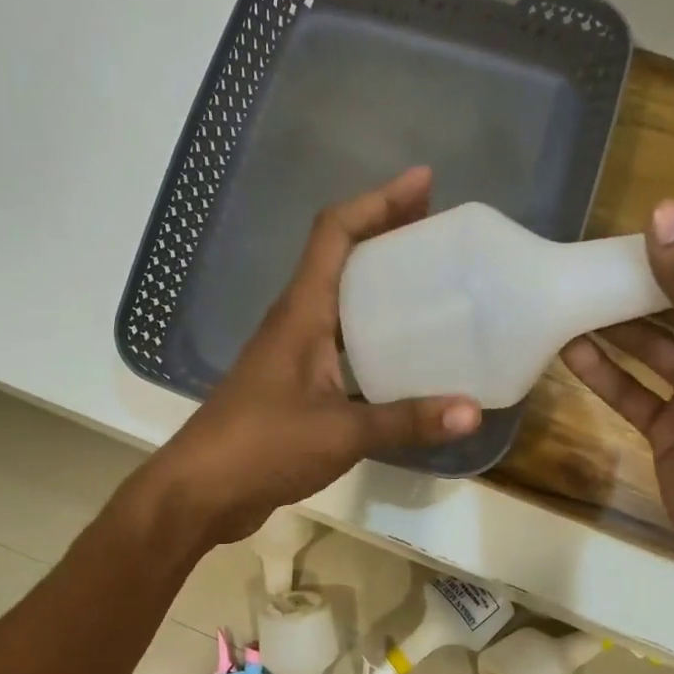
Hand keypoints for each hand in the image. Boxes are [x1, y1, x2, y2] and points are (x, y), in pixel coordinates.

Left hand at [145, 167, 481, 544]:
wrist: (201, 490)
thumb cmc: (262, 447)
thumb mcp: (341, 433)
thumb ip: (406, 421)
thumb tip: (471, 412)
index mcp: (301, 313)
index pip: (334, 232)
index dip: (378, 201)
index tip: (425, 183)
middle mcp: (294, 322)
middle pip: (341, 258)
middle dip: (387, 235)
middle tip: (439, 234)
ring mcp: (291, 355)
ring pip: (340, 302)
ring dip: (379, 287)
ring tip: (432, 288)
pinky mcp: (293, 386)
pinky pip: (339, 344)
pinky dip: (372, 338)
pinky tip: (404, 359)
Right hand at [561, 200, 673, 586]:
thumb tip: (664, 212)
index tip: (659, 224)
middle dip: (650, 288)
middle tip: (600, 257)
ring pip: (657, 352)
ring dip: (619, 328)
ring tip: (575, 294)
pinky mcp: (670, 430)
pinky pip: (633, 392)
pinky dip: (604, 373)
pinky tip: (570, 348)